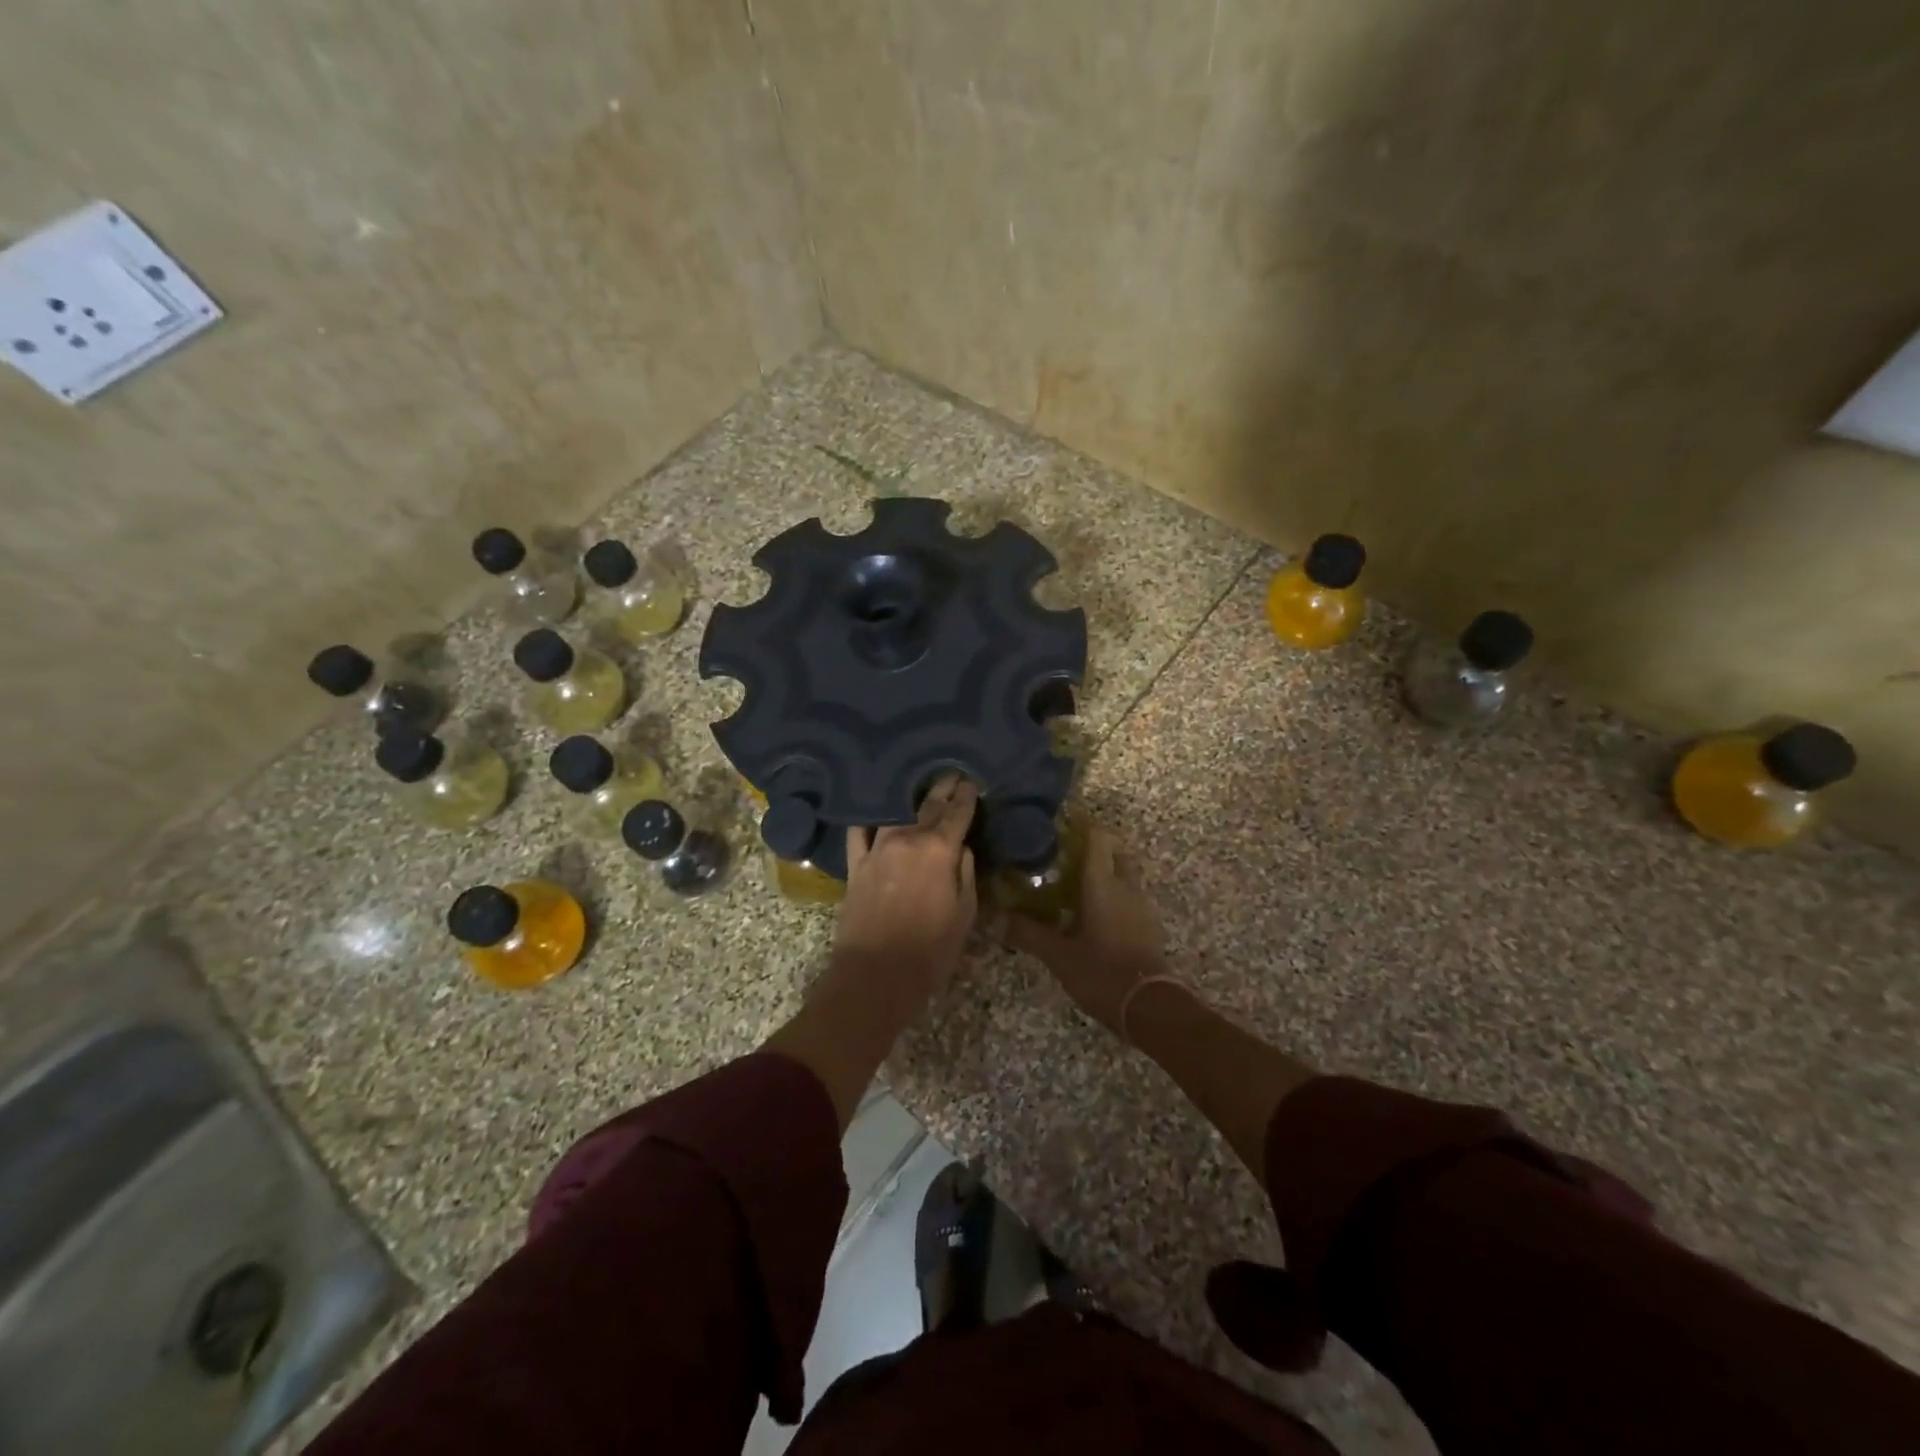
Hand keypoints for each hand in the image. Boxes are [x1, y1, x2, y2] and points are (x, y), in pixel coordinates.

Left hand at [764, 775, 978, 1129]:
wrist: (876, 975)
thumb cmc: (931, 950)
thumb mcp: (965, 914)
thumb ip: (965, 874)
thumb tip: (960, 848)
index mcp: (939, 850)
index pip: (957, 813)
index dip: (966, 796)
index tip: (971, 781)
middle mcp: (908, 839)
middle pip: (928, 805)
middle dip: (942, 788)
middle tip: (951, 773)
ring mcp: (877, 849)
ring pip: (895, 812)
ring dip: (909, 797)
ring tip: (917, 786)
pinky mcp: (855, 865)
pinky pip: (859, 833)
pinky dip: (867, 819)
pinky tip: (871, 809)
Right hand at [1006, 824, 1167, 1037]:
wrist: (1149, 1007)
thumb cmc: (1101, 972)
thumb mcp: (1058, 955)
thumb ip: (1028, 933)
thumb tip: (996, 918)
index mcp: (1103, 884)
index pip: (1098, 838)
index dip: (1081, 827)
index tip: (1059, 827)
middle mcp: (1126, 886)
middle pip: (1115, 851)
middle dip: (1095, 847)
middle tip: (1065, 855)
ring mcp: (1141, 905)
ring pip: (1124, 873)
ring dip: (1105, 870)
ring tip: (1072, 881)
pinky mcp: (1147, 924)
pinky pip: (1129, 895)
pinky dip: (1113, 892)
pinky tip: (1090, 910)